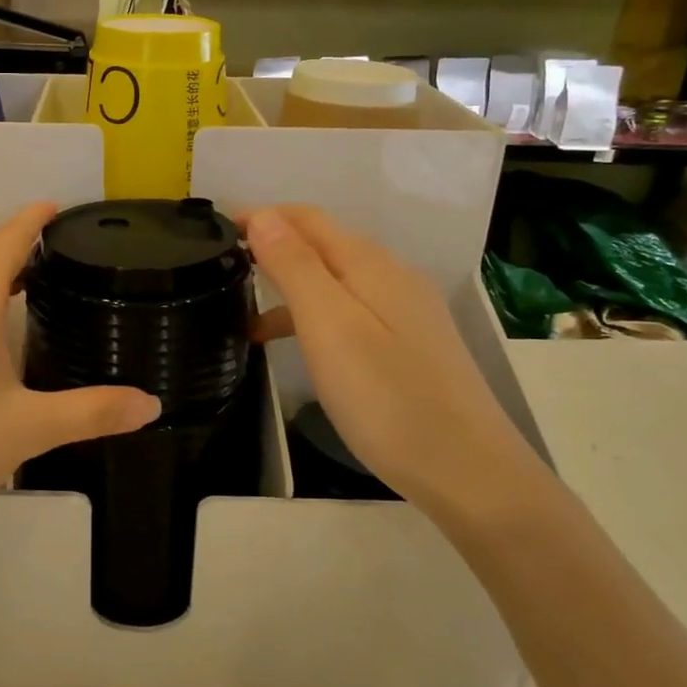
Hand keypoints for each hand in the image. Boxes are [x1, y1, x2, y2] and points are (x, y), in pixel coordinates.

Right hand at [244, 206, 547, 528]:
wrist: (468, 471)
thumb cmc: (387, 397)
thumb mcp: (329, 326)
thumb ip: (295, 266)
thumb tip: (264, 215)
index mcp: (369, 264)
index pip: (307, 218)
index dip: (262, 215)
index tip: (218, 230)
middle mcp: (391, 276)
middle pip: (323, 243)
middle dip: (273, 244)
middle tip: (224, 264)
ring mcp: (405, 311)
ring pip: (335, 280)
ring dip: (290, 284)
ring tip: (243, 313)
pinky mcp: (410, 344)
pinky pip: (350, 310)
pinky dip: (314, 316)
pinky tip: (297, 347)